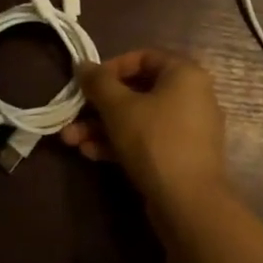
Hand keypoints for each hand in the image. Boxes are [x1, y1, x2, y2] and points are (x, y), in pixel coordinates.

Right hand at [67, 49, 228, 209]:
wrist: (189, 204)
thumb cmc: (155, 141)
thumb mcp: (119, 108)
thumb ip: (98, 83)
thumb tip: (83, 64)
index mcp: (184, 74)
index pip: (143, 57)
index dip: (111, 67)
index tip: (88, 83)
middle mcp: (191, 96)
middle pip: (137, 91)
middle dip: (99, 106)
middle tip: (72, 116)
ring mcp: (187, 129)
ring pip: (139, 119)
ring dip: (103, 127)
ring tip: (71, 140)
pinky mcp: (180, 157)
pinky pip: (147, 140)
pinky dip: (120, 143)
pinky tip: (90, 154)